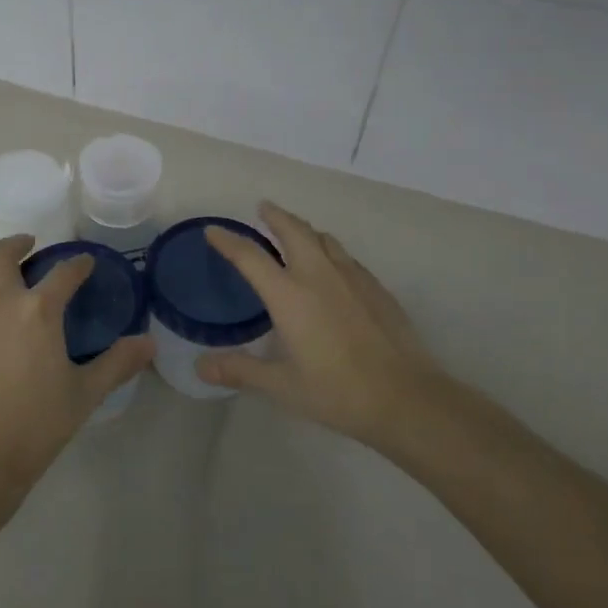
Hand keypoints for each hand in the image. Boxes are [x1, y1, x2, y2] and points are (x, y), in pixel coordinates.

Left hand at [0, 236, 154, 509]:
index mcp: (38, 310)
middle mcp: (0, 302)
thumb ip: (118, 363)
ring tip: (2, 263)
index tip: (86, 262)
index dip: (78, 264)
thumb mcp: (85, 393)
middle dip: (18, 243)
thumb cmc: (37, 425)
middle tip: (31, 245)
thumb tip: (149, 343)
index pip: (63, 274)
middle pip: (2, 255)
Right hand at [195, 202, 460, 455]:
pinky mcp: (377, 289)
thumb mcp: (282, 386)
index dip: (228, 241)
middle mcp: (319, 276)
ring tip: (296, 232)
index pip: (250, 257)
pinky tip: (333, 267)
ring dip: (305, 229)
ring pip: (324, 239)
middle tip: (264, 208)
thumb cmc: (338, 392)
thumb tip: (201, 367)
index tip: (213, 231)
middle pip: (294, 231)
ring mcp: (352, 279)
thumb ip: (241, 371)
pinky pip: (346, 257)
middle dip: (276, 216)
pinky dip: (329, 250)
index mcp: (289, 296)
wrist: (407, 398)